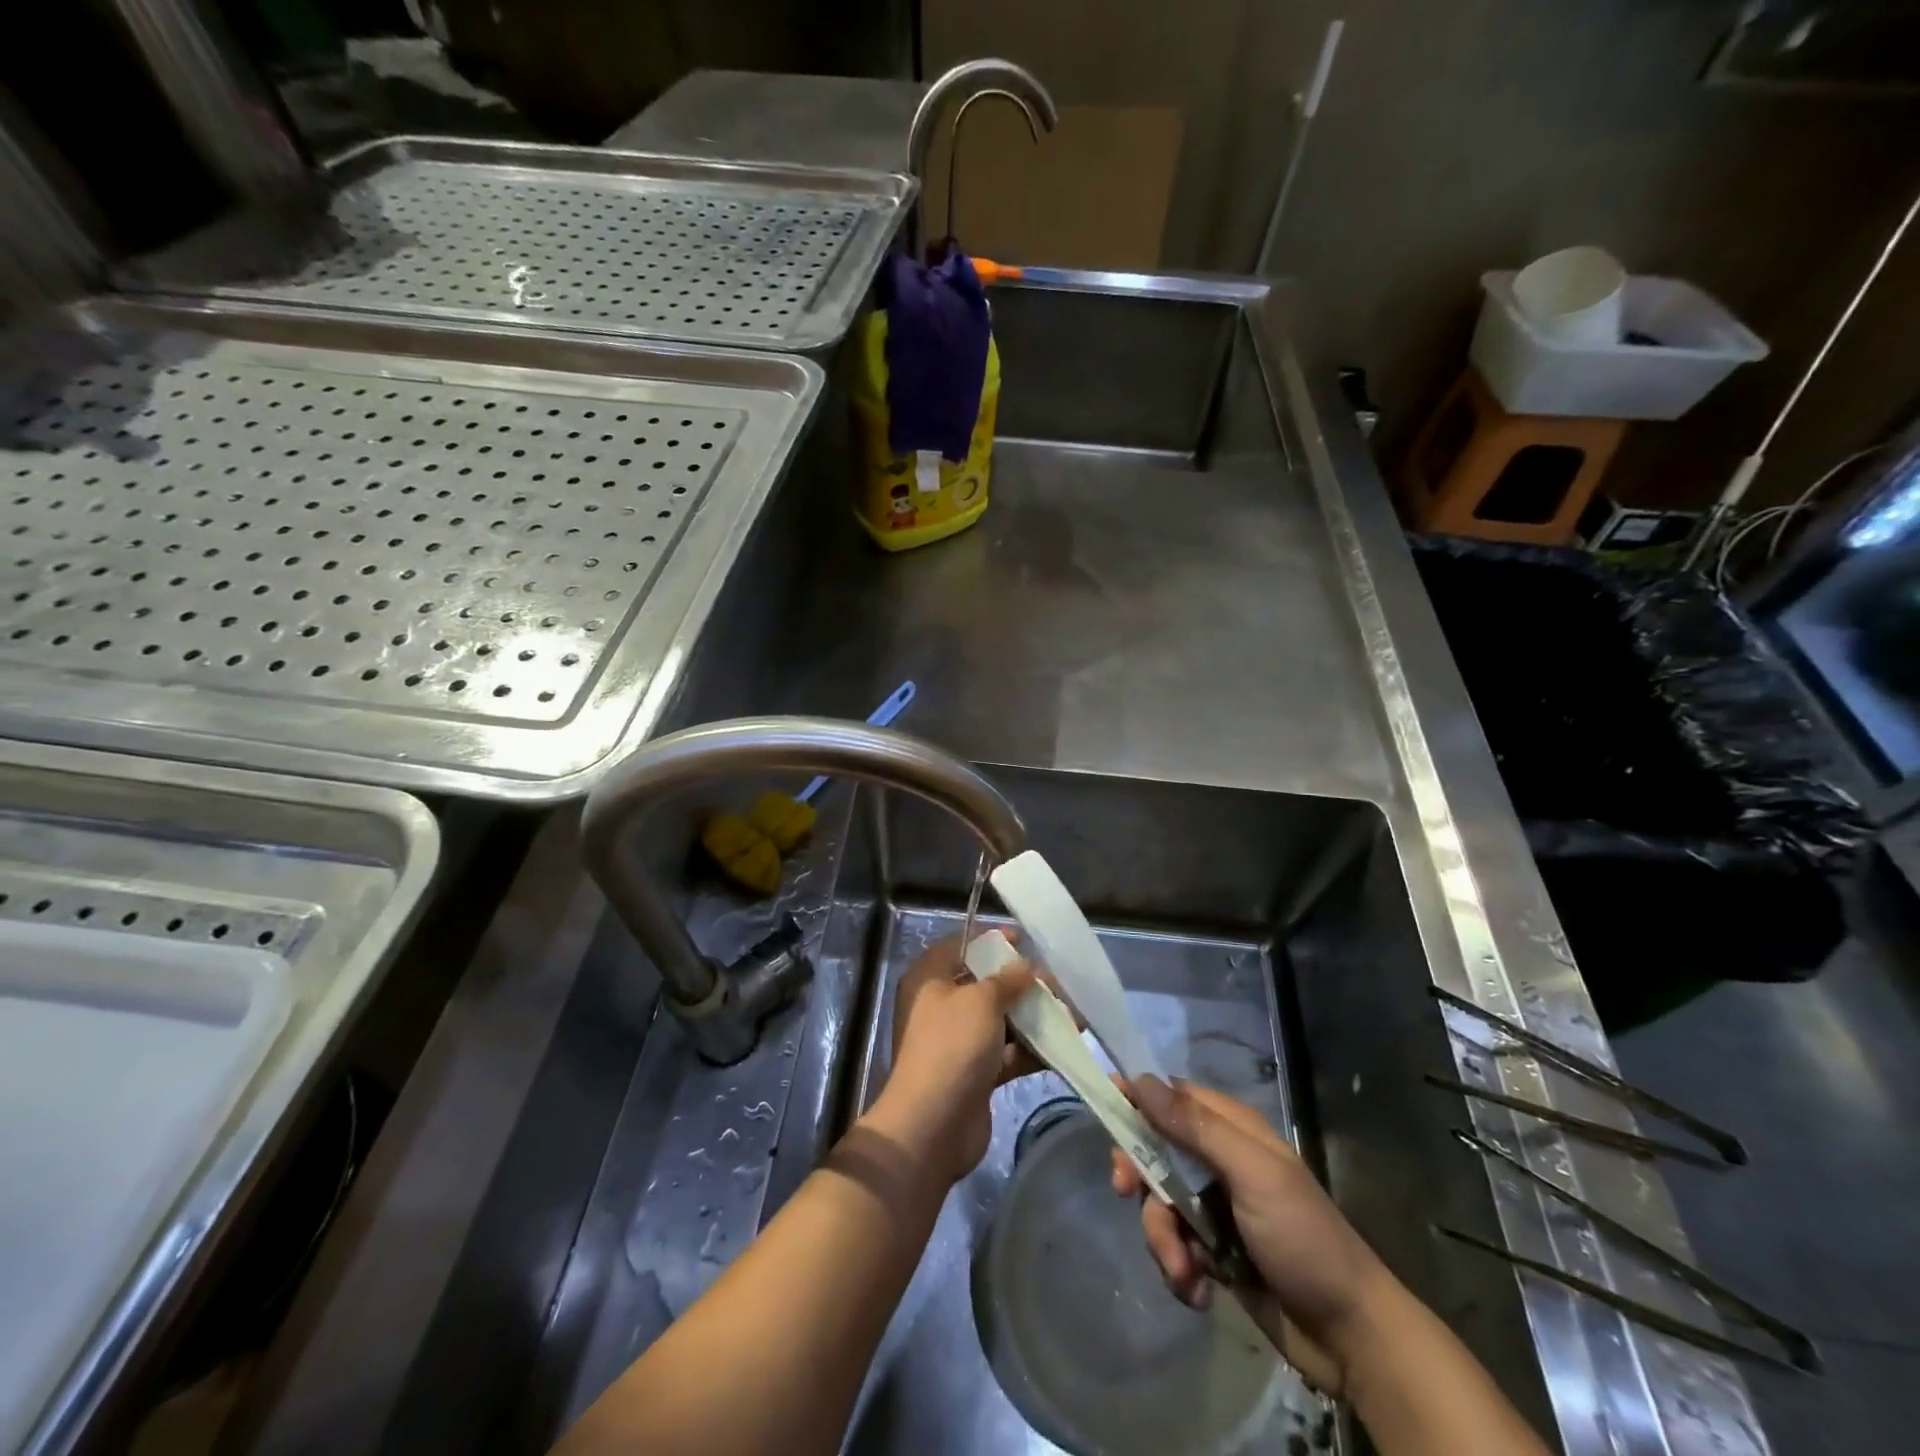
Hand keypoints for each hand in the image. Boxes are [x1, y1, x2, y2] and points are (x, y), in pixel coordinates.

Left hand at [872, 933, 1040, 1184]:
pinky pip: (1007, 1053)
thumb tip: (1027, 966)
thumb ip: (1008, 980)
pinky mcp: (976, 1073)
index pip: (960, 947)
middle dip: (1021, 984)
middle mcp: (941, 1007)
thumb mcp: (981, 1001)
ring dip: (1033, 1018)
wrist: (933, 1126)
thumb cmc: (952, 1046)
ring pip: (1001, 1021)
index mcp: (929, 979)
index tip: (1024, 940)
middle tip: (1057, 983)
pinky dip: (1032, 1049)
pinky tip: (1063, 1046)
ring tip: (1072, 1016)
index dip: (991, 941)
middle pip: (985, 985)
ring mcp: (958, 1042)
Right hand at [1112, 1077, 1392, 1396]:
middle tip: (1126, 1193)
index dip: (1137, 1101)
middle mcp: (1218, 1162)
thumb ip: (1196, 1127)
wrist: (1351, 1335)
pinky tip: (1199, 1290)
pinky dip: (1178, 1268)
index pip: (1171, 1097)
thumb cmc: (1303, 1238)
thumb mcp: (1252, 1174)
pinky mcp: (1213, 1252)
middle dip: (1140, 1177)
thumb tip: (1141, 1080)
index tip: (1104, 1110)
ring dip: (1163, 1239)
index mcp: (1231, 1130)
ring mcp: (1215, 1208)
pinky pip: (1173, 1246)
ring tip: (1187, 1272)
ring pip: (1159, 1203)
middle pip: (1154, 1151)